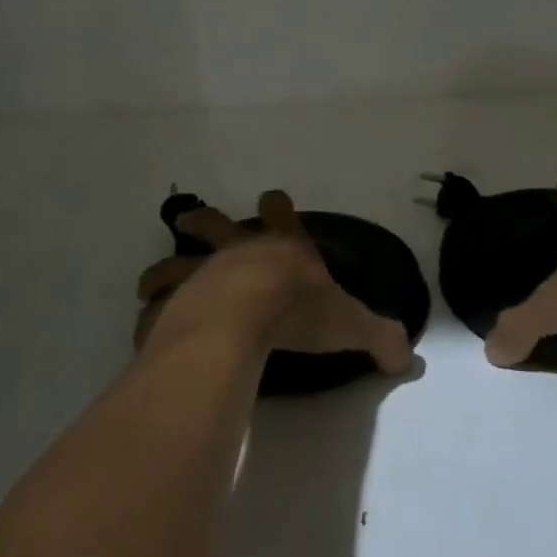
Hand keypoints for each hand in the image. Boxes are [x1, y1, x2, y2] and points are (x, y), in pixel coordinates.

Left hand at [134, 191, 414, 373]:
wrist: (244, 318)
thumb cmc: (298, 308)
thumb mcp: (349, 322)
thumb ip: (381, 337)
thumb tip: (410, 358)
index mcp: (279, 247)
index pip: (281, 211)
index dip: (278, 205)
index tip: (272, 198)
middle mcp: (237, 251)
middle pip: (213, 223)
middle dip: (203, 221)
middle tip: (193, 221)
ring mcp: (202, 272)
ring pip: (173, 261)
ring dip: (162, 269)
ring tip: (151, 282)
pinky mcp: (176, 302)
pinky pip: (155, 310)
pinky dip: (149, 318)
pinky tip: (145, 330)